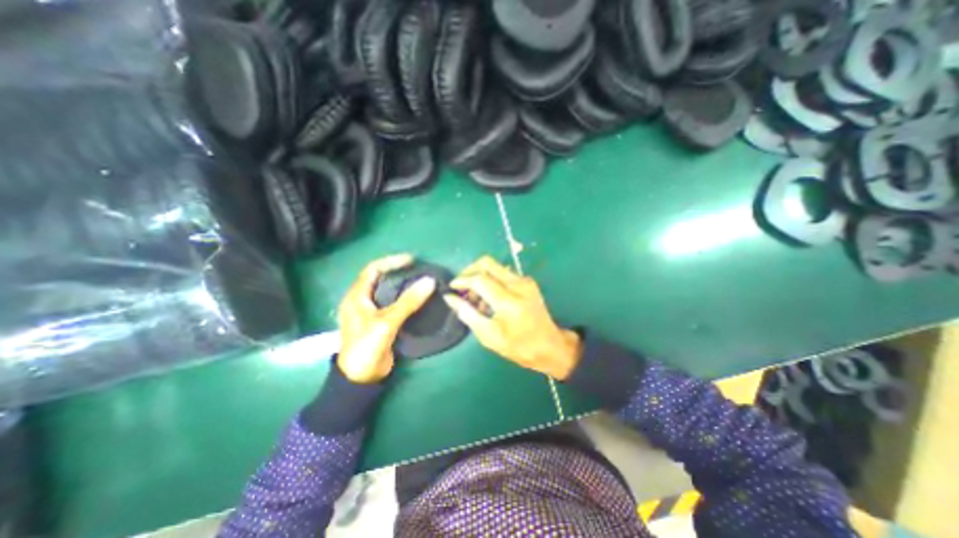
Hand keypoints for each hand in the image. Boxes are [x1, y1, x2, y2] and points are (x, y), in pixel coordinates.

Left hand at [339, 254, 437, 384]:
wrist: (361, 378)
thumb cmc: (367, 347)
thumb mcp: (387, 322)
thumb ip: (408, 302)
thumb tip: (430, 281)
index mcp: (356, 297)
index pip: (372, 270)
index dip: (391, 261)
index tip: (411, 260)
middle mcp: (361, 301)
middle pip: (379, 279)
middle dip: (397, 271)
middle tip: (418, 269)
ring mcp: (370, 312)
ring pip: (387, 291)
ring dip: (402, 284)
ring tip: (419, 280)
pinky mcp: (379, 322)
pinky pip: (392, 303)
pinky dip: (403, 297)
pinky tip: (416, 298)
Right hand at [445, 255, 583, 378]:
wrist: (550, 346)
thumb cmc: (518, 346)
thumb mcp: (488, 335)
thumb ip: (467, 313)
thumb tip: (449, 297)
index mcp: (509, 301)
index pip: (480, 279)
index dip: (462, 280)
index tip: (451, 287)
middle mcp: (518, 284)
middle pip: (487, 263)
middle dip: (469, 270)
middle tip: (461, 287)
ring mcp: (525, 281)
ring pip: (495, 266)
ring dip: (480, 276)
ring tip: (474, 298)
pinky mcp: (527, 281)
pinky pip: (503, 273)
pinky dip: (491, 280)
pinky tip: (488, 298)